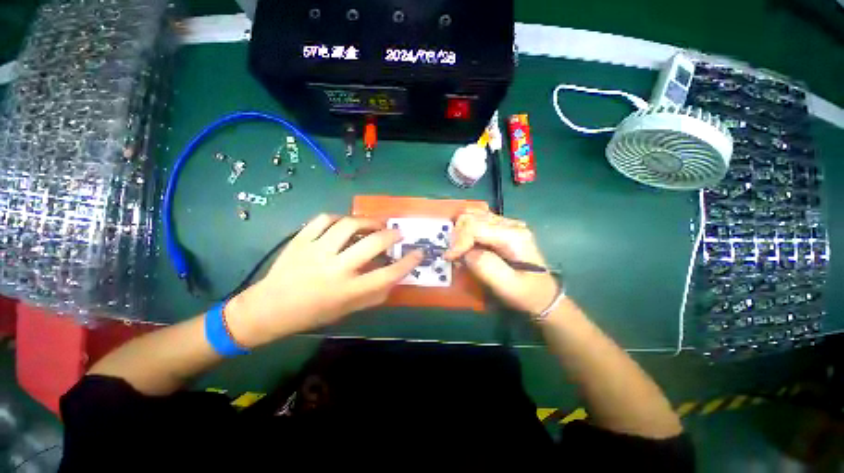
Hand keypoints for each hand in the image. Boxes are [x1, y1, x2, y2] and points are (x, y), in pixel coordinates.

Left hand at [225, 214, 423, 346]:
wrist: (269, 308)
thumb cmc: (312, 313)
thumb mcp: (347, 311)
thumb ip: (373, 295)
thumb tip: (394, 278)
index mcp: (347, 290)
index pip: (387, 275)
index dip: (407, 263)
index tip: (418, 253)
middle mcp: (334, 268)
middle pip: (372, 244)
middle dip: (391, 235)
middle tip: (398, 233)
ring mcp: (315, 251)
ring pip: (348, 225)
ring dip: (367, 221)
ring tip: (374, 224)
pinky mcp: (300, 240)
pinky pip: (323, 219)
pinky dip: (339, 218)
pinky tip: (345, 223)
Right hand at [444, 209, 557, 315]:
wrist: (542, 294)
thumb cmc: (525, 293)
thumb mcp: (506, 286)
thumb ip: (484, 266)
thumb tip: (465, 253)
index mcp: (513, 236)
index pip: (476, 227)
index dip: (458, 241)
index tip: (448, 258)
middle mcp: (510, 224)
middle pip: (472, 217)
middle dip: (457, 235)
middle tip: (453, 255)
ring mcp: (507, 224)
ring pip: (473, 216)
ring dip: (460, 232)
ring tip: (457, 250)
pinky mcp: (501, 228)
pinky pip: (477, 221)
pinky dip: (465, 230)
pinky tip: (464, 244)